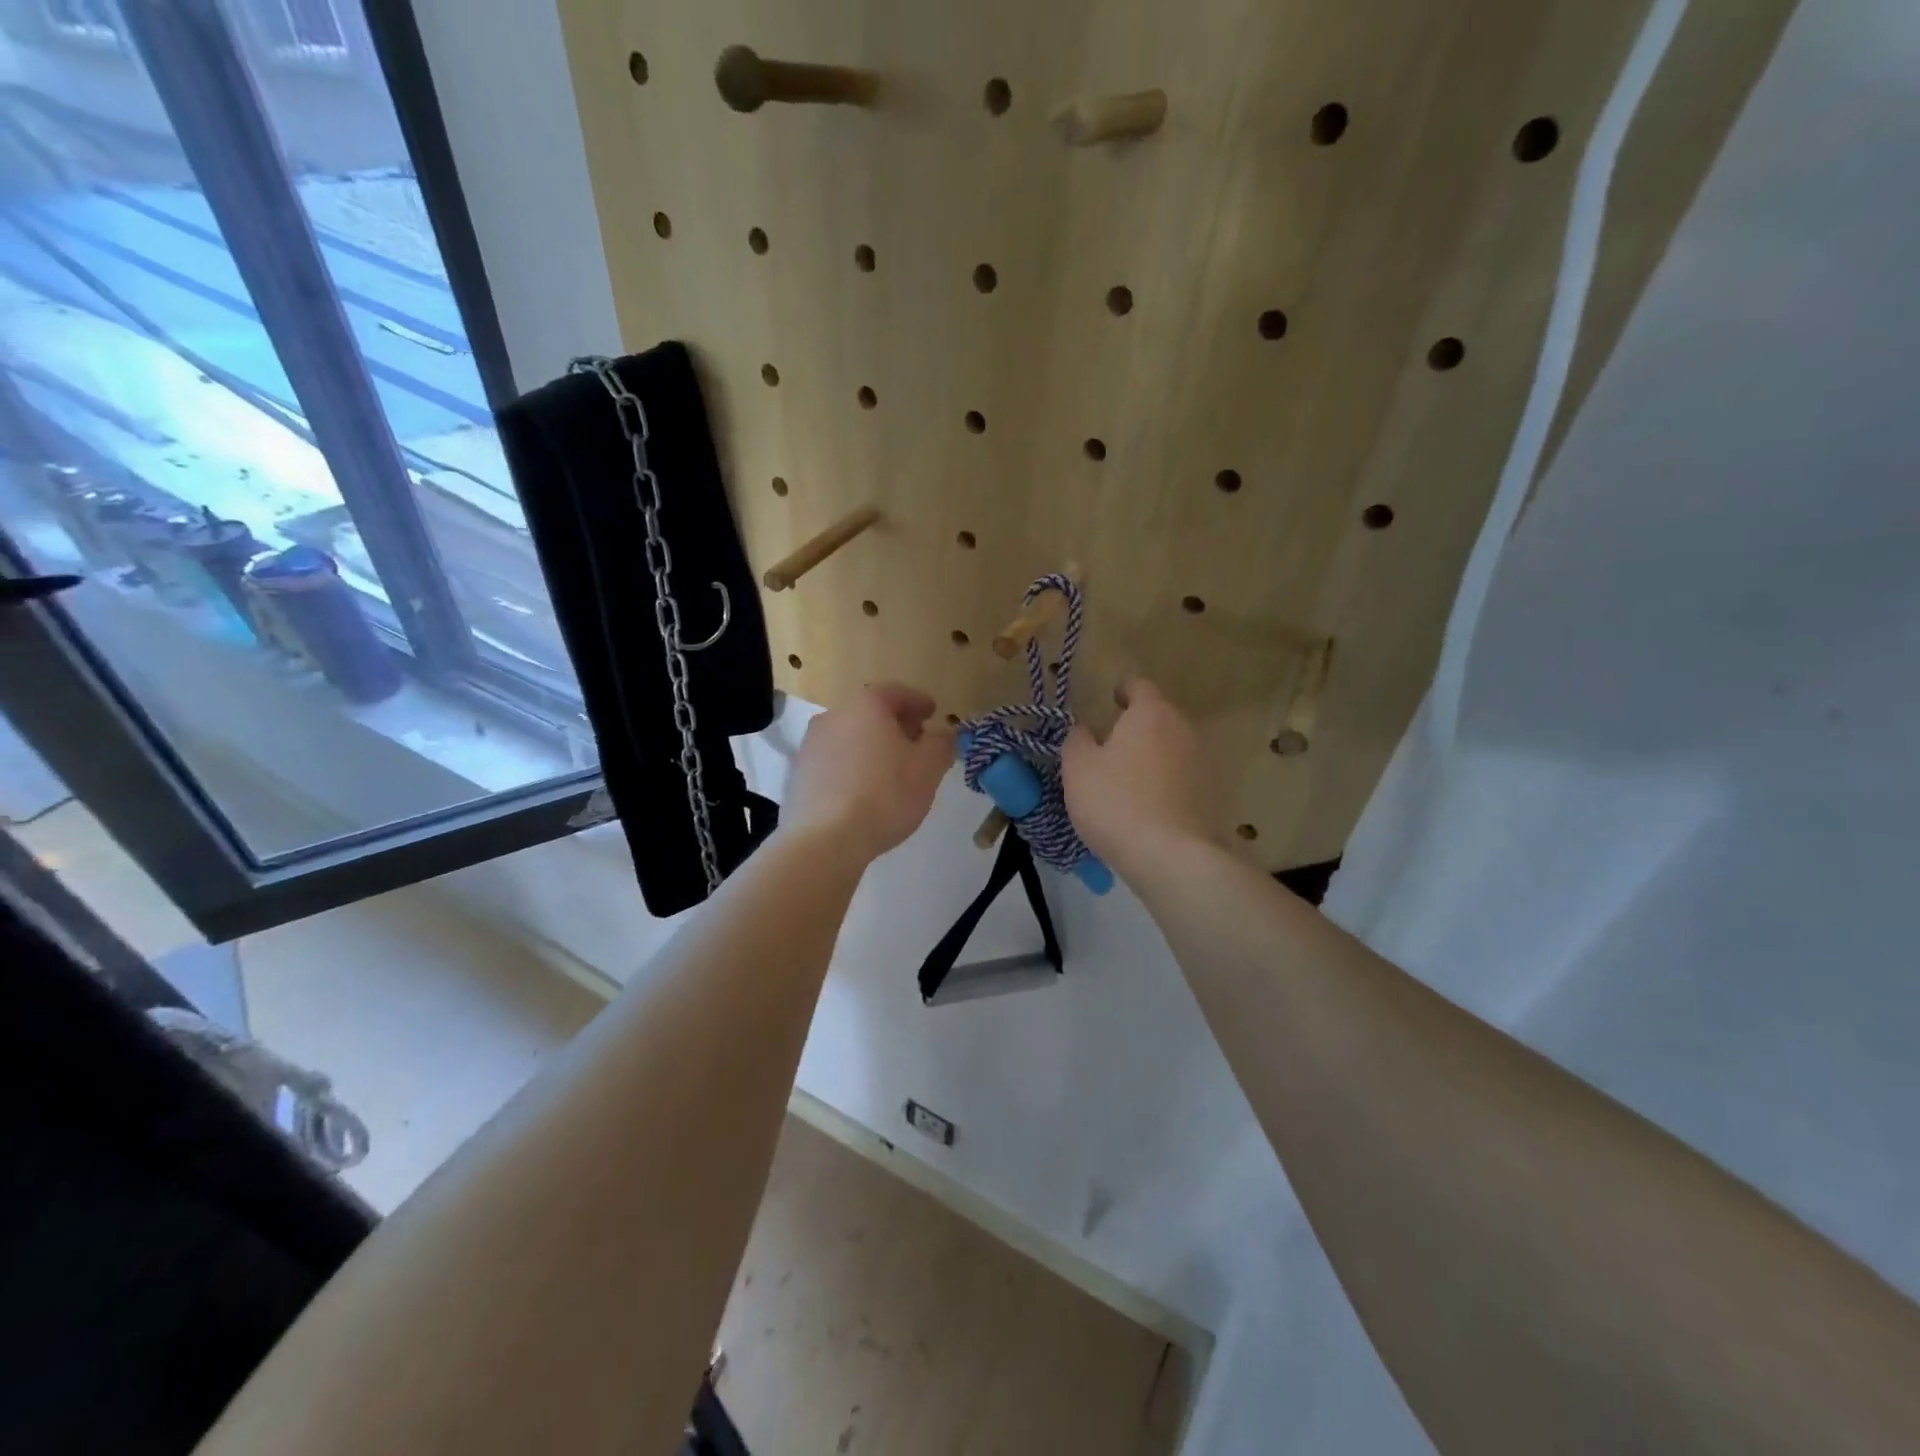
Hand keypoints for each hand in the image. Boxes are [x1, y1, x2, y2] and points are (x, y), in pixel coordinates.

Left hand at [783, 683, 953, 862]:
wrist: (825, 839)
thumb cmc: (885, 794)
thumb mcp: (929, 768)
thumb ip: (941, 743)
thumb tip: (942, 732)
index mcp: (866, 705)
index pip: (897, 692)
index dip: (919, 702)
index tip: (933, 714)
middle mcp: (833, 716)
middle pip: (870, 712)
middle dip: (896, 725)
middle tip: (916, 742)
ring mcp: (811, 745)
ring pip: (850, 737)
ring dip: (872, 746)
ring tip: (892, 770)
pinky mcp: (799, 774)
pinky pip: (835, 761)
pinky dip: (853, 767)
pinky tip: (865, 790)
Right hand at [1062, 678, 1220, 873]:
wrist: (1170, 856)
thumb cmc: (1116, 802)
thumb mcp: (1078, 768)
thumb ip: (1076, 739)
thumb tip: (1083, 729)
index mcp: (1151, 714)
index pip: (1140, 686)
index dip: (1124, 691)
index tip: (1110, 702)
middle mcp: (1183, 730)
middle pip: (1160, 717)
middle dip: (1137, 726)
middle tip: (1111, 746)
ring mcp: (1203, 762)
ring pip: (1172, 748)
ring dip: (1153, 756)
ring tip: (1128, 780)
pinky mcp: (1211, 795)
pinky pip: (1182, 778)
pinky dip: (1166, 783)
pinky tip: (1148, 807)